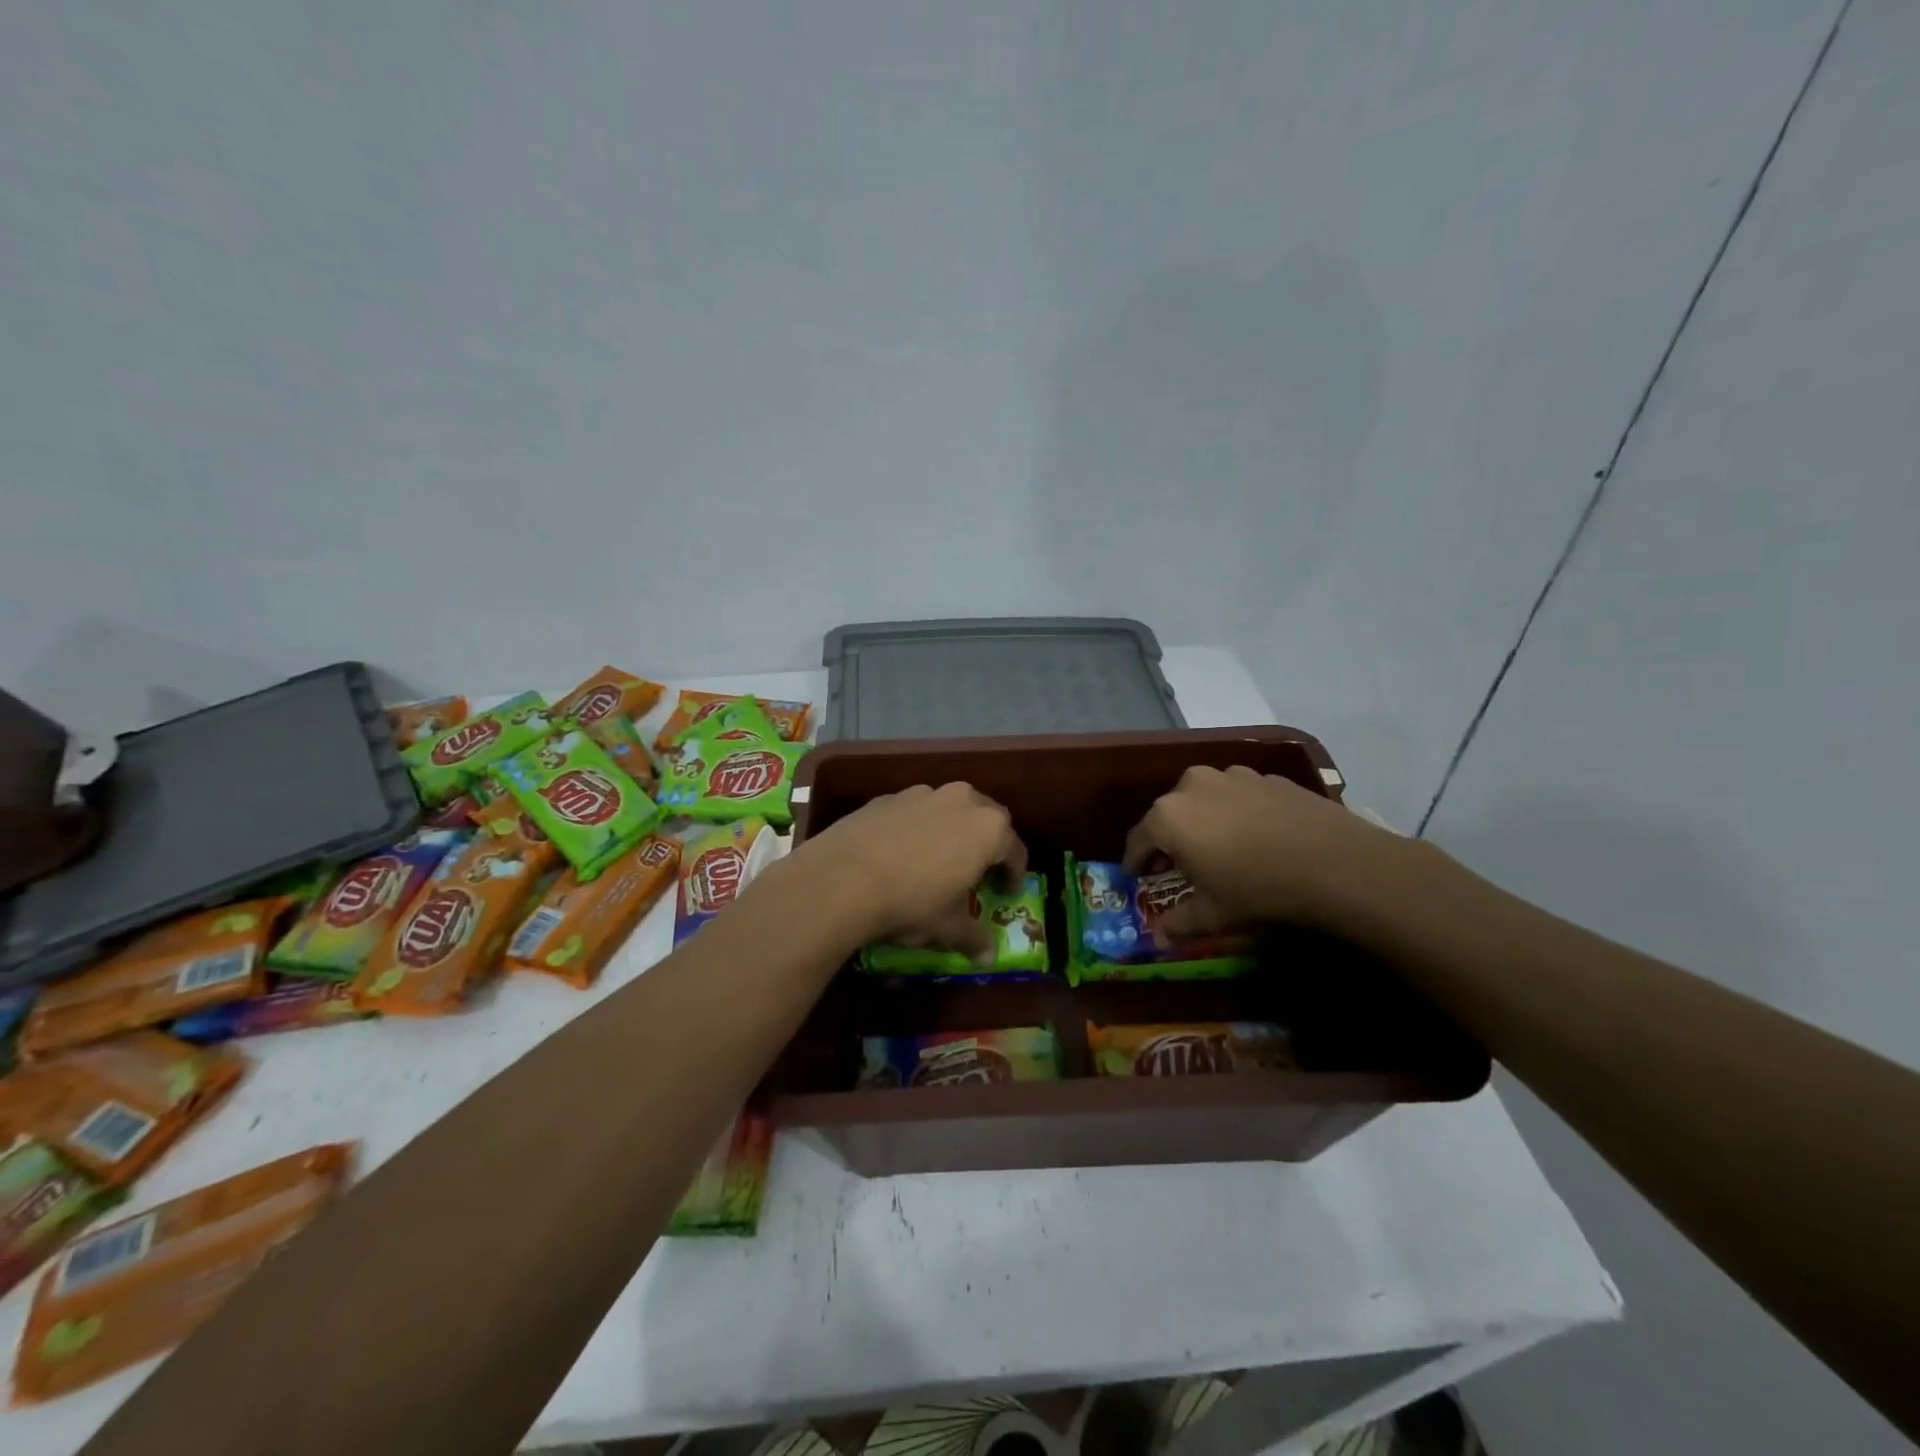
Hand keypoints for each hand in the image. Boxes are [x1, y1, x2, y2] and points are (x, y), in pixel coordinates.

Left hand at [790, 782, 1027, 953]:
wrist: (843, 877)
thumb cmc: (912, 901)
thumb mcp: (947, 927)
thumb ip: (973, 937)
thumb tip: (988, 955)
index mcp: (989, 828)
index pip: (1015, 850)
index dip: (1014, 873)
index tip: (1007, 891)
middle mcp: (962, 800)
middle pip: (987, 819)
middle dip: (987, 844)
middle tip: (977, 871)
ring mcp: (923, 793)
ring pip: (950, 810)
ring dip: (952, 831)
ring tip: (938, 859)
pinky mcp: (889, 796)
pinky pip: (916, 811)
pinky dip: (918, 828)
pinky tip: (901, 853)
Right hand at [1123, 765, 1401, 933]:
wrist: (1337, 863)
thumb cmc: (1258, 890)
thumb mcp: (1213, 915)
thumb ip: (1179, 923)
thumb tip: (1159, 938)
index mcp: (1168, 817)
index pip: (1137, 840)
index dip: (1134, 862)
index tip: (1136, 877)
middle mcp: (1192, 786)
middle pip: (1169, 814)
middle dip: (1169, 839)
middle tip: (1178, 865)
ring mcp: (1232, 776)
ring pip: (1204, 800)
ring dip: (1203, 821)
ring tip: (1220, 848)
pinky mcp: (1267, 778)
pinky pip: (1238, 796)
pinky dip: (1236, 813)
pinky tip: (1256, 837)